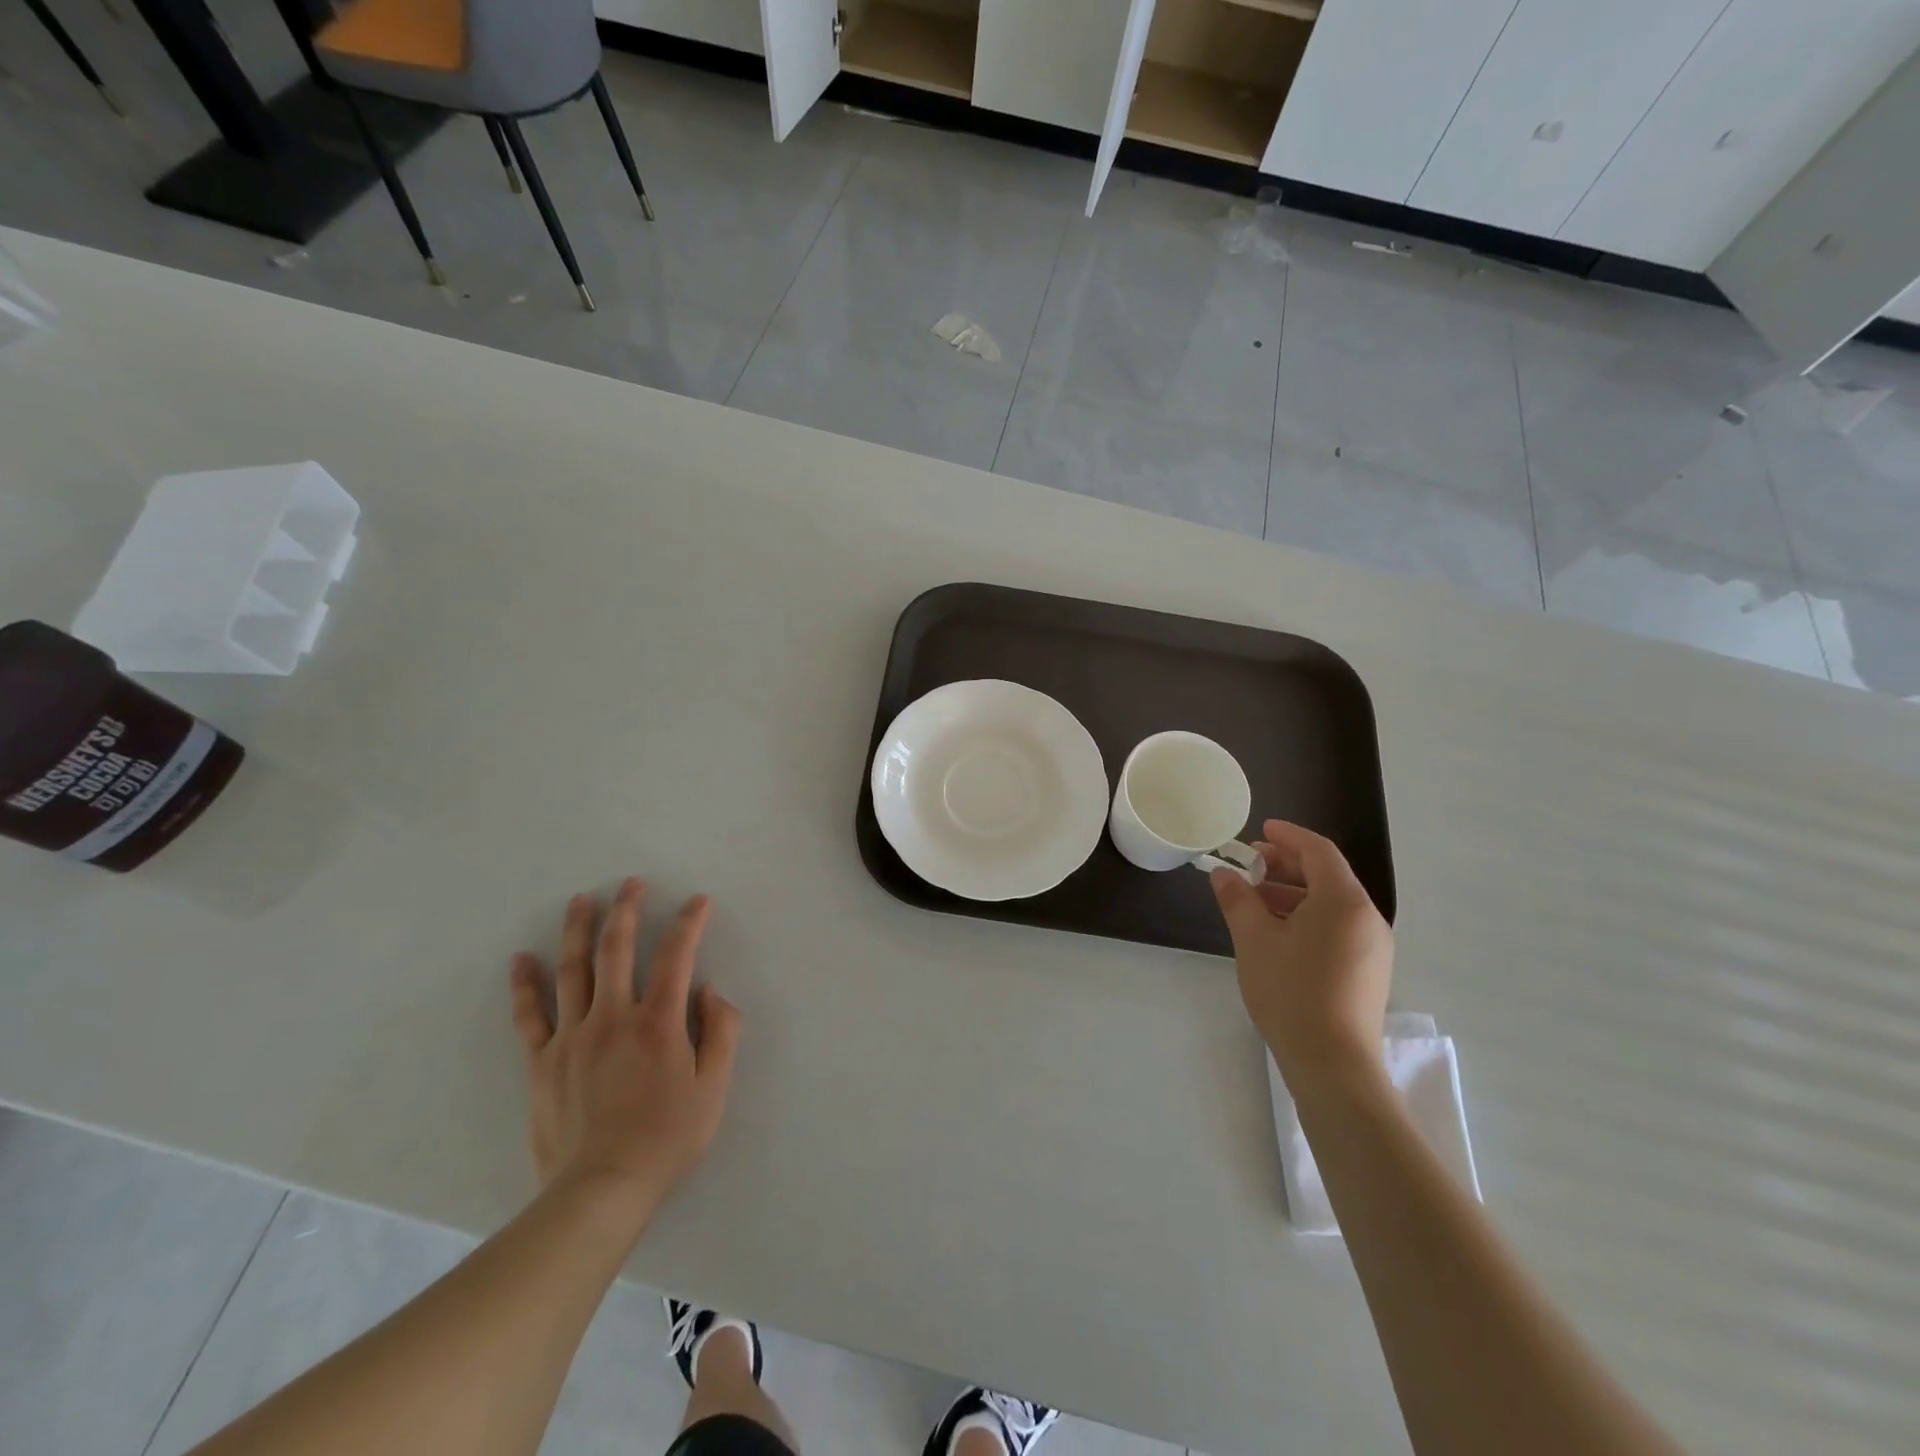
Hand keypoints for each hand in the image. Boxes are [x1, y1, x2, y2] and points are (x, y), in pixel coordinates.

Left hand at [509, 878, 742, 1229]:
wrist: (600, 1190)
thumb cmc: (667, 1137)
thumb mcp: (714, 1087)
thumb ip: (721, 1031)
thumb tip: (709, 990)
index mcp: (658, 1022)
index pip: (676, 956)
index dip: (689, 923)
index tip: (697, 901)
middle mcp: (613, 1017)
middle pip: (617, 950)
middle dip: (626, 910)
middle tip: (629, 883)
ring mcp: (572, 1037)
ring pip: (573, 970)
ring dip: (578, 930)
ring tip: (581, 900)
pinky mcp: (542, 1061)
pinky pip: (530, 1015)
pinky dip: (525, 984)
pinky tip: (522, 958)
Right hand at [1211, 819, 1392, 1085]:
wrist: (1333, 1064)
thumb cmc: (1291, 992)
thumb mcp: (1254, 939)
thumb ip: (1238, 899)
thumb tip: (1224, 874)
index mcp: (1343, 901)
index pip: (1318, 851)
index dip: (1288, 835)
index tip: (1260, 830)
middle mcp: (1367, 917)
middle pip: (1327, 875)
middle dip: (1287, 864)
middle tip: (1250, 863)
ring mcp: (1372, 946)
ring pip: (1332, 902)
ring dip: (1294, 892)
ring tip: (1255, 898)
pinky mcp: (1368, 970)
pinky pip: (1338, 926)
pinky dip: (1308, 915)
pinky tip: (1278, 930)